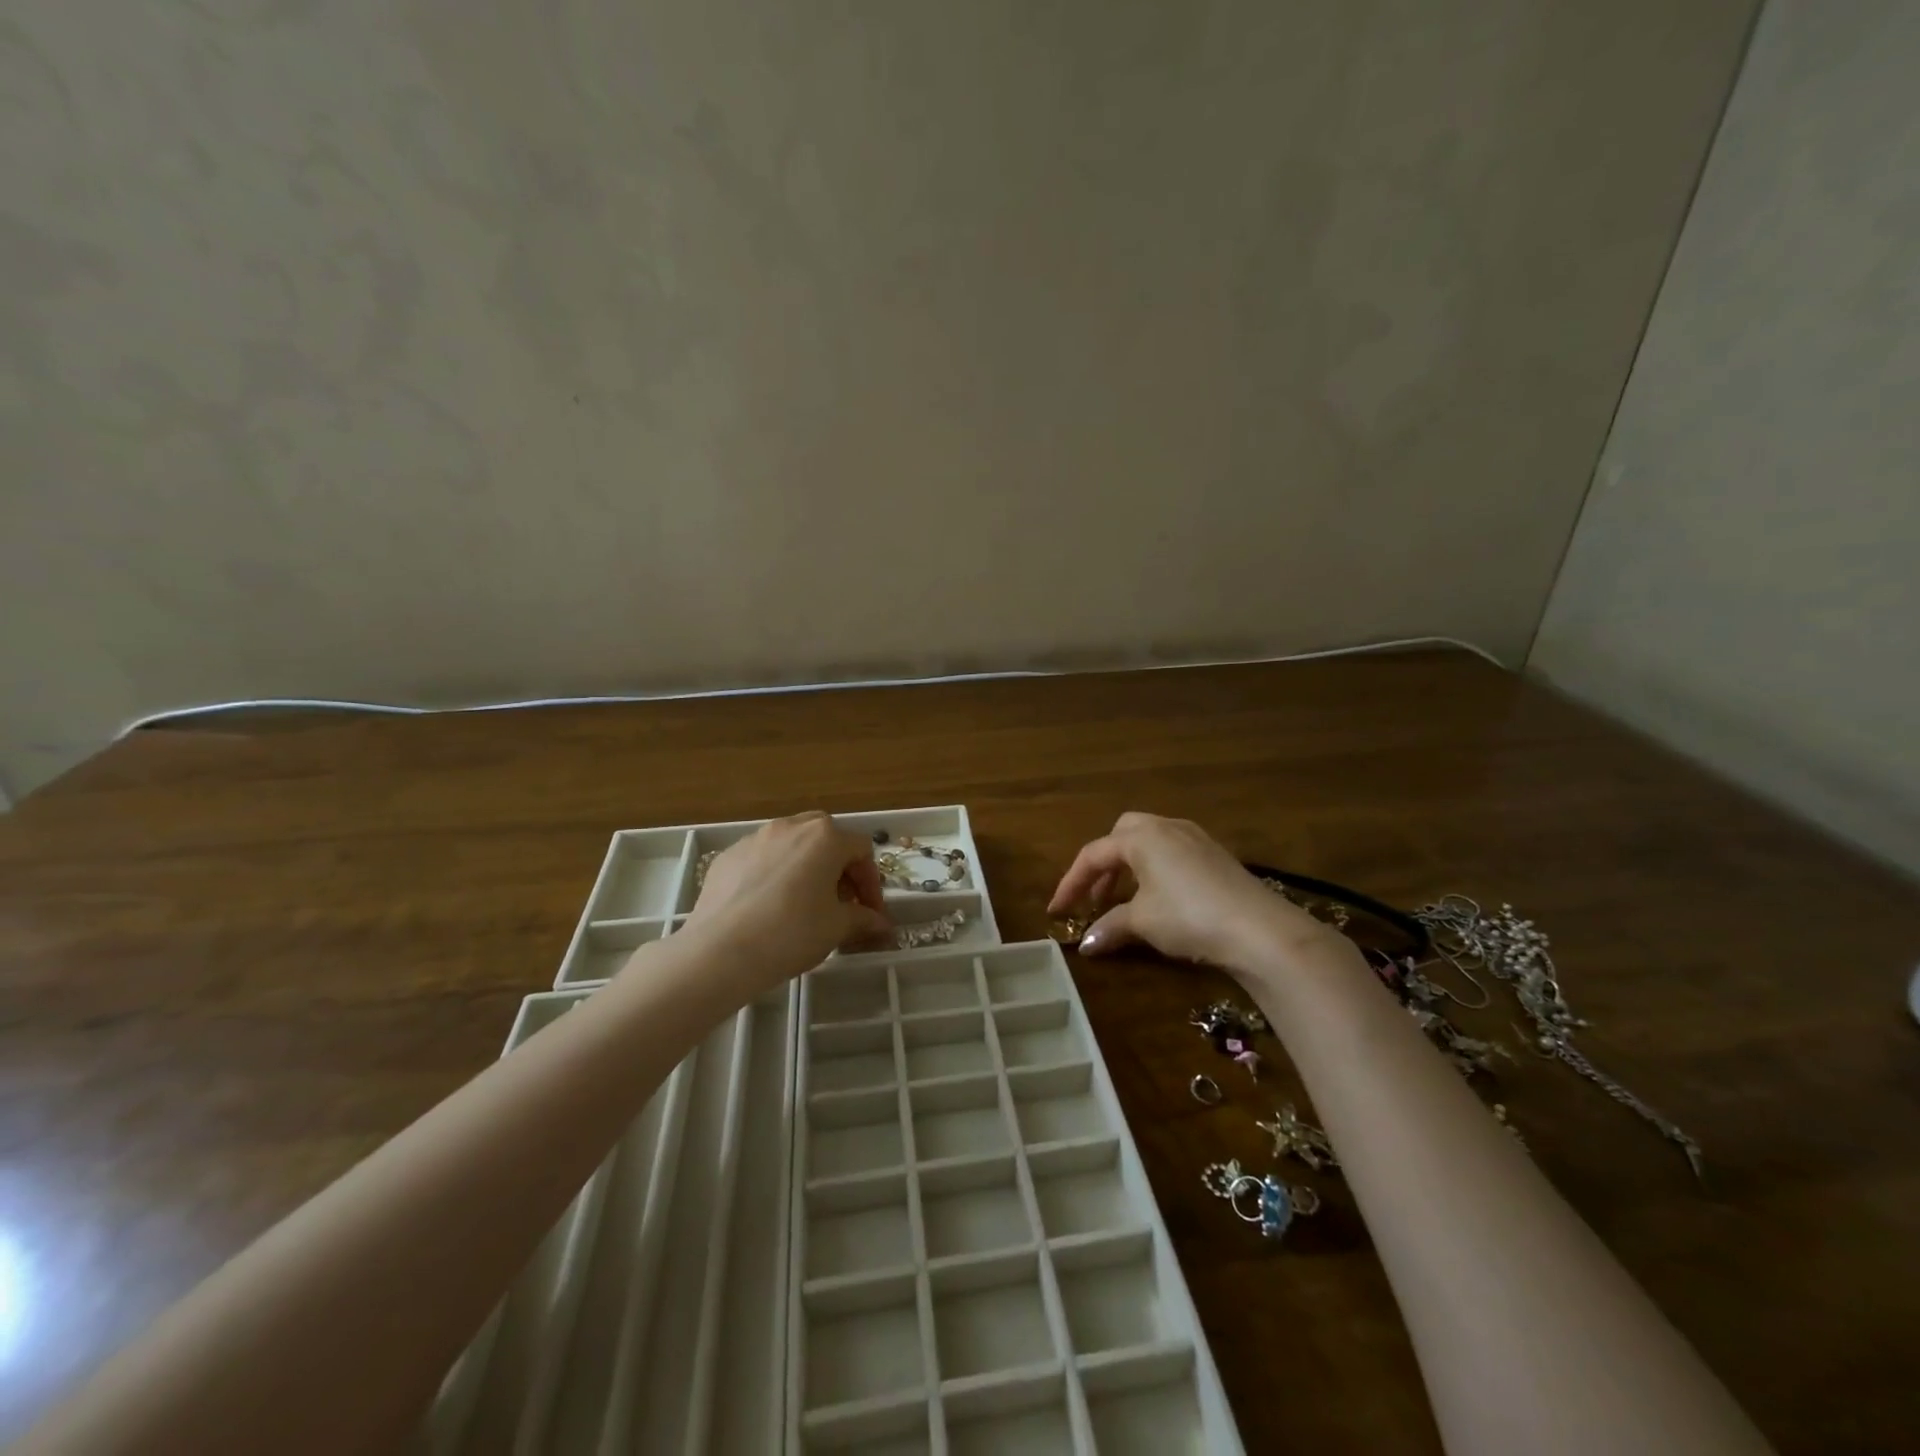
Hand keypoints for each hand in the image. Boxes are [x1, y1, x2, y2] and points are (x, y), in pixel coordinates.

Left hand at [683, 813, 891, 993]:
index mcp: (825, 837)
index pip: (861, 850)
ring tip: (803, 904)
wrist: (720, 951)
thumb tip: (880, 924)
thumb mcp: (837, 928)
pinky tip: (767, 907)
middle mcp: (791, 827)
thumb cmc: (791, 933)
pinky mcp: (728, 856)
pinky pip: (761, 858)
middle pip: (826, 837)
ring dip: (806, 867)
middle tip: (839, 902)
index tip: (869, 913)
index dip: (871, 882)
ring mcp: (755, 838)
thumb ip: (863, 919)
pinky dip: (773, 875)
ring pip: (791, 844)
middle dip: (838, 867)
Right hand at [1048, 812, 1338, 972]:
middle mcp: (1166, 827)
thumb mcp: (1143, 922)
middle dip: (1103, 864)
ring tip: (1124, 900)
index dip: (1070, 883)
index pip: (1093, 855)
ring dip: (1129, 867)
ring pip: (1150, 842)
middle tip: (1095, 896)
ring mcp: (1196, 839)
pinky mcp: (1217, 856)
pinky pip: (1173, 853)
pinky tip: (1160, 899)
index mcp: (1141, 836)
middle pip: (1122, 834)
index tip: (1056, 910)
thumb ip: (1110, 926)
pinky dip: (1155, 870)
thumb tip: (1085, 944)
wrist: (1260, 930)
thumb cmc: (1189, 917)